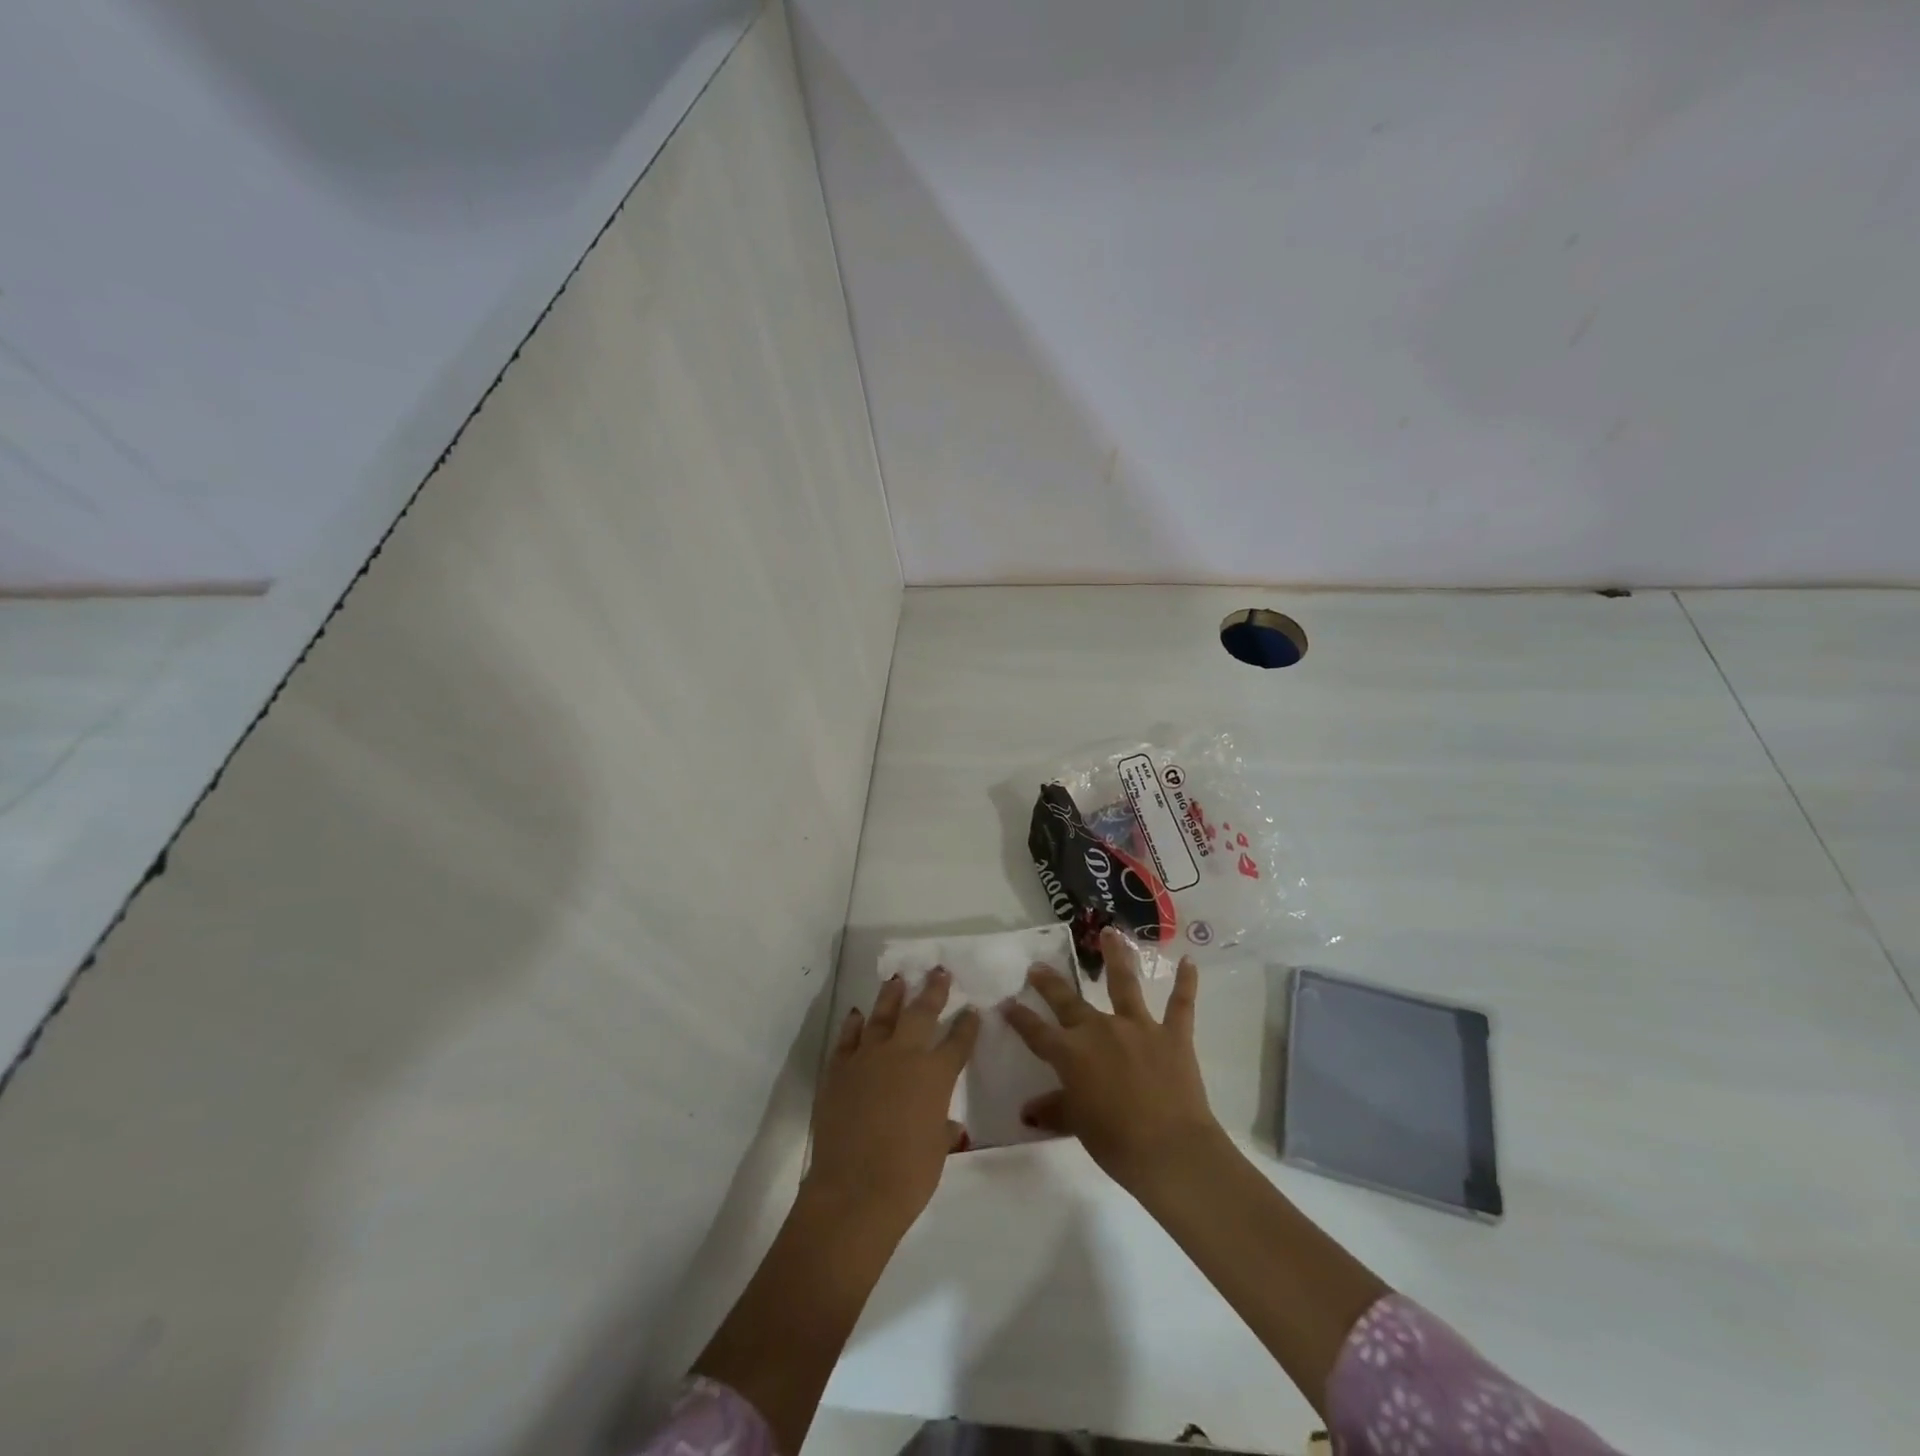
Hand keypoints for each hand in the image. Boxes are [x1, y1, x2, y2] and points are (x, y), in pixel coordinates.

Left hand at [805, 970, 980, 1233]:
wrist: (854, 1190)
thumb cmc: (908, 1176)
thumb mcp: (936, 1151)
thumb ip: (942, 1129)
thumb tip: (947, 1124)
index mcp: (935, 1075)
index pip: (958, 1041)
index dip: (967, 1025)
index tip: (972, 1010)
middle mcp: (904, 1055)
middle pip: (922, 1013)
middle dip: (933, 990)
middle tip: (938, 971)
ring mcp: (868, 1058)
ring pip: (882, 1015)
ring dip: (892, 995)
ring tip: (898, 979)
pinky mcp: (839, 1069)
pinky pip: (848, 1038)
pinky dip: (854, 1024)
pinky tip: (858, 1014)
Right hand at [1002, 927, 1221, 1194]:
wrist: (1170, 1150)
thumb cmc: (1116, 1142)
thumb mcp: (1078, 1125)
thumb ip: (1055, 1109)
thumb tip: (1028, 1110)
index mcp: (1072, 1053)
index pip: (1037, 1032)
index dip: (1020, 1018)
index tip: (1006, 1003)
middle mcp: (1100, 1030)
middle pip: (1069, 1001)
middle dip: (1051, 983)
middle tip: (1038, 967)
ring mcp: (1138, 1027)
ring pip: (1124, 984)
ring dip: (1117, 956)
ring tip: (1111, 932)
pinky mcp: (1173, 1035)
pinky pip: (1180, 1005)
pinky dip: (1186, 983)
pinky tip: (1189, 961)